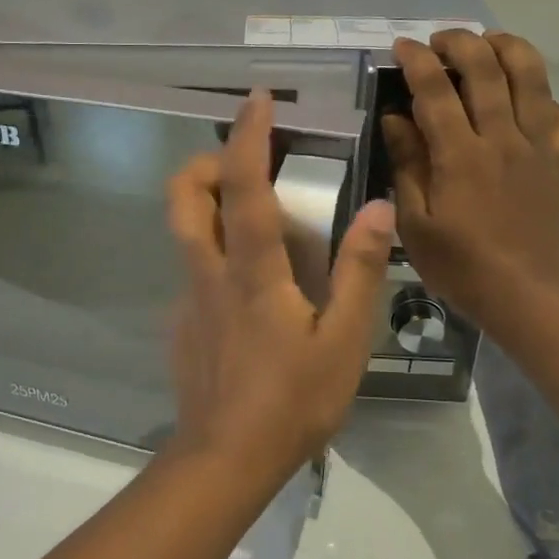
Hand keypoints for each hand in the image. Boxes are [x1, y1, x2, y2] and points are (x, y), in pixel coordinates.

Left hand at [165, 91, 396, 489]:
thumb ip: (360, 271)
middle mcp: (208, 271)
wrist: (224, 459)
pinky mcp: (180, 323)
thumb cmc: (292, 402)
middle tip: (245, 161)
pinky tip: (250, 291)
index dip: (247, 135)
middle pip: (183, 194)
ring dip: (208, 203)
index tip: (258, 99)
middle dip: (205, 160)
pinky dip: (216, 254)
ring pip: (183, 230)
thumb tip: (378, 208)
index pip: (241, 184)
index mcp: (251, 270)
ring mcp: (187, 298)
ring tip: (253, 216)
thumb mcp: (345, 341)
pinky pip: (193, 270)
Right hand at [381, 31, 558, 326]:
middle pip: (488, 69)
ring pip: (532, 78)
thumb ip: (407, 164)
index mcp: (461, 156)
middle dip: (461, 42)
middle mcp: (503, 140)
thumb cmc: (458, 264)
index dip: (417, 60)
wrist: (523, 294)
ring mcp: (538, 148)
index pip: (436, 90)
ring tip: (488, 44)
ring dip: (509, 49)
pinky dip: (543, 96)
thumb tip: (396, 118)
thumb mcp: (414, 221)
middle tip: (439, 40)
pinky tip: (526, 99)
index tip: (402, 45)